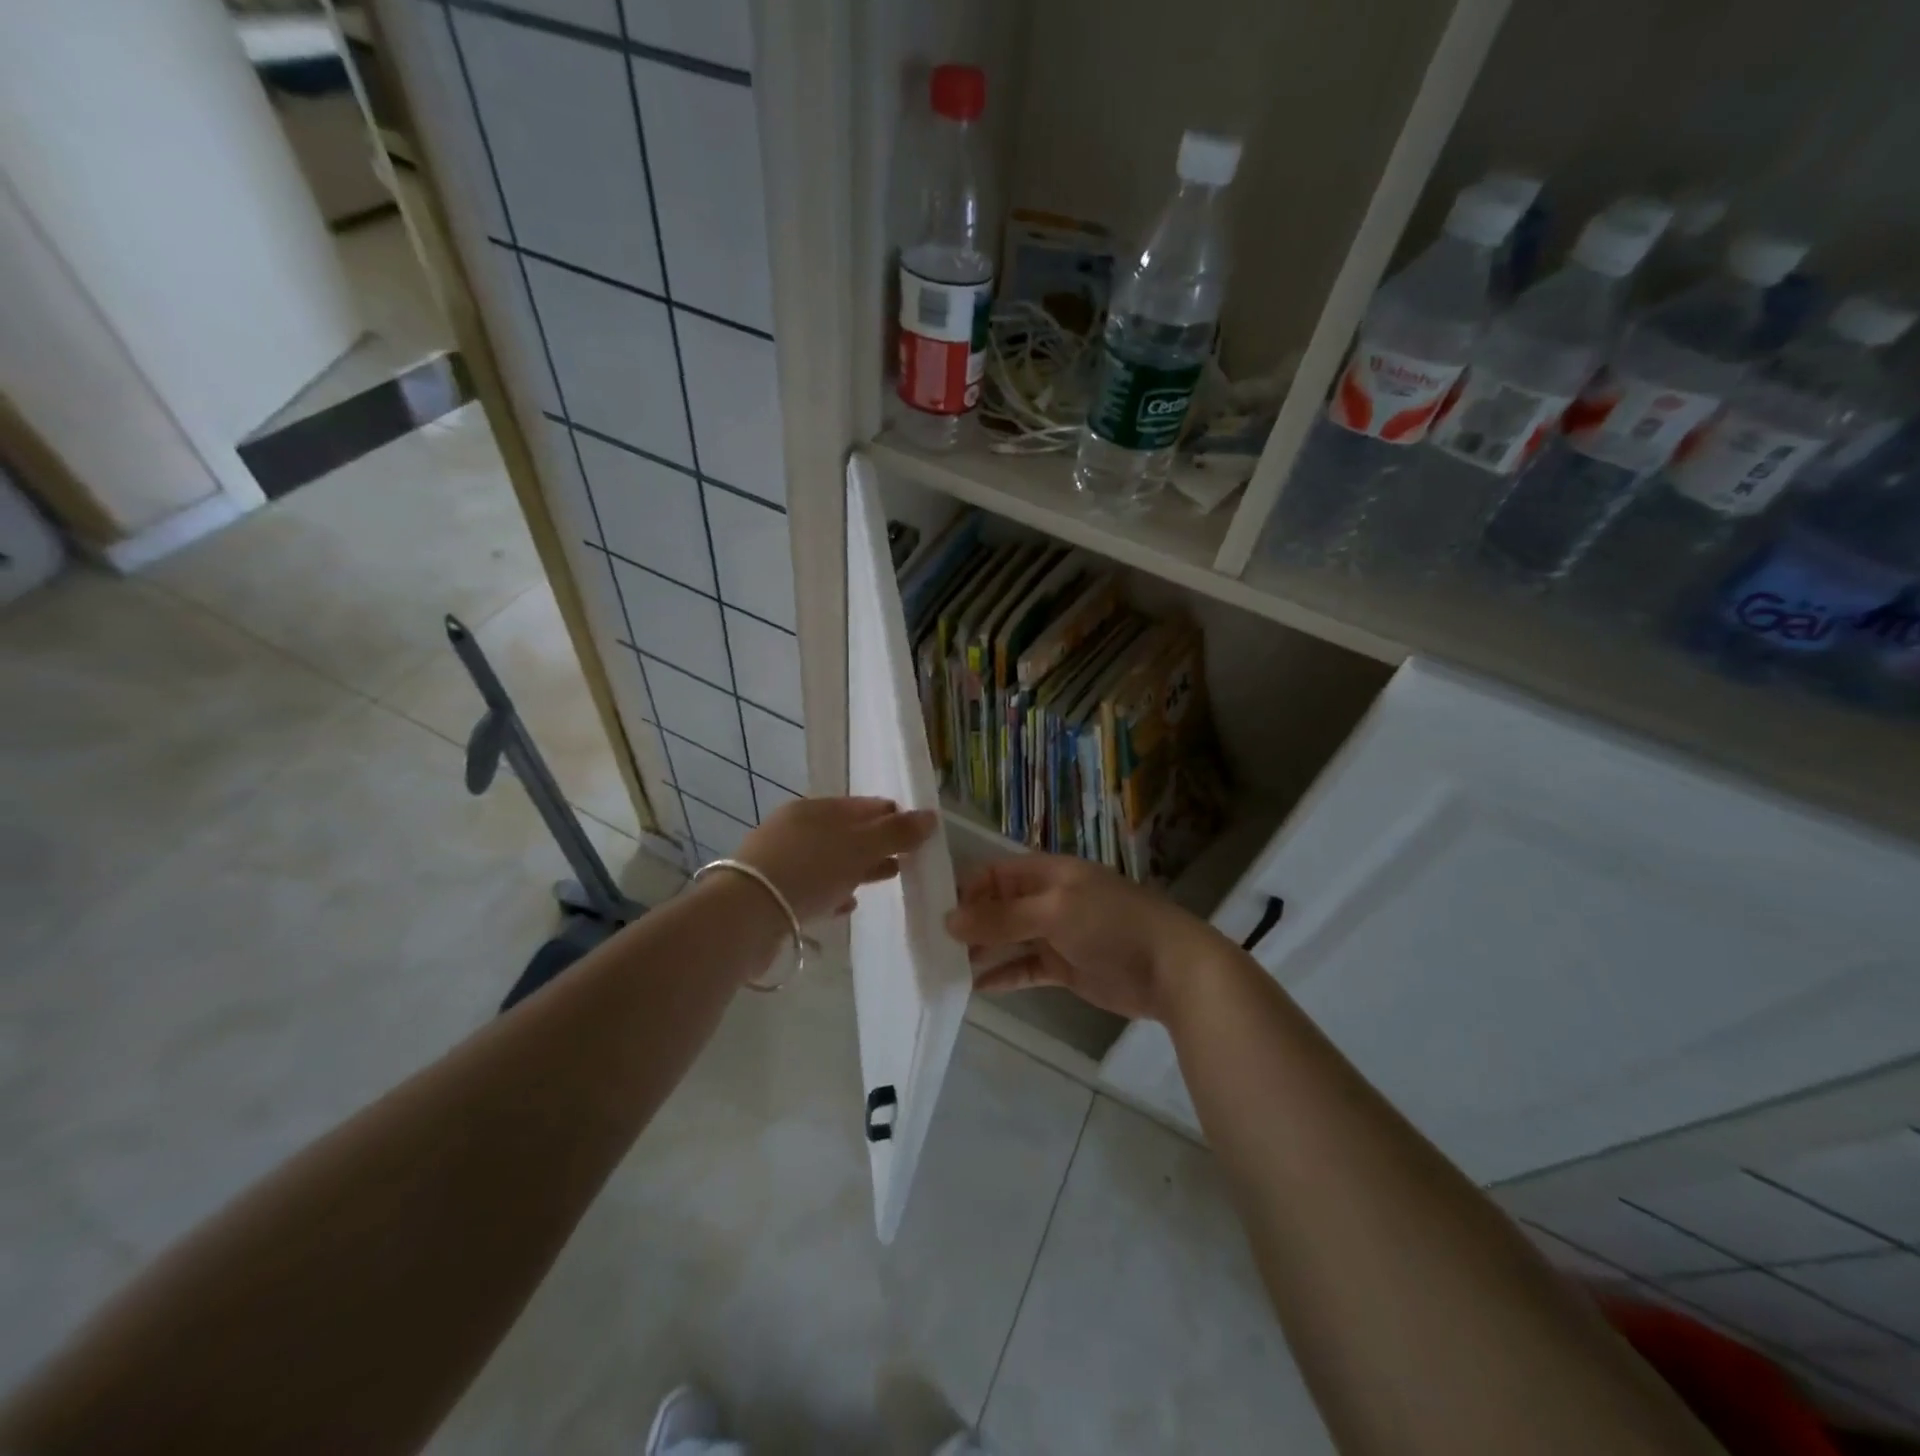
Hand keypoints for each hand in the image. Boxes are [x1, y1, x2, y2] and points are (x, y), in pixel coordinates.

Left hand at [735, 796, 936, 924]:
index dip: (892, 815)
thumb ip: (896, 833)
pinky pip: (814, 887)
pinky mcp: (773, 894)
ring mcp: (782, 861)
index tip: (917, 831)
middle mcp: (796, 829)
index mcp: (815, 809)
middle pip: (847, 832)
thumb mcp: (859, 847)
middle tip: (907, 857)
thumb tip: (931, 816)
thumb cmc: (808, 870)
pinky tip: (850, 904)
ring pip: (831, 860)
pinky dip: (835, 891)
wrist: (745, 915)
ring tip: (888, 878)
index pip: (863, 805)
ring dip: (859, 868)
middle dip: (878, 843)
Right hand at [944, 854, 1226, 1022]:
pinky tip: (974, 988)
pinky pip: (1025, 968)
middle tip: (930, 945)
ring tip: (944, 967)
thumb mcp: (1054, 912)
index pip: (995, 874)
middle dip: (969, 923)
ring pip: (1009, 939)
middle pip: (999, 906)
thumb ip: (1002, 917)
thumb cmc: (1112, 925)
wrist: (1172, 969)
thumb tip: (948, 920)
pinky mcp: (1065, 967)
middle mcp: (1048, 899)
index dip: (966, 890)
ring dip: (981, 950)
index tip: (934, 914)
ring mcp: (1057, 934)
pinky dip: (1003, 976)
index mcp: (1049, 873)